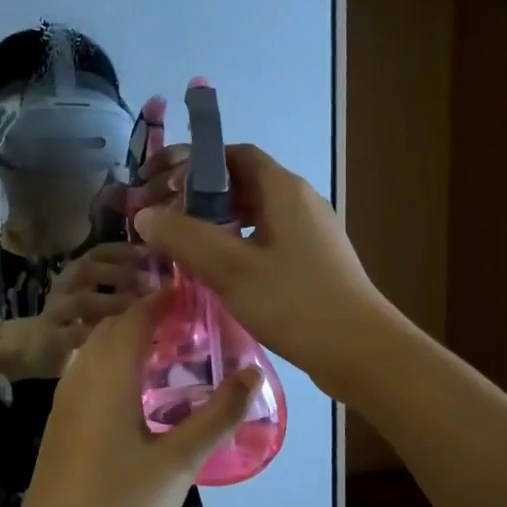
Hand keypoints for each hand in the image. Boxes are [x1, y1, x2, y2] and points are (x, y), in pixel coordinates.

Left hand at [11, 294, 257, 506]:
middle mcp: (82, 378)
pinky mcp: (61, 425)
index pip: (136, 317)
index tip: (199, 294)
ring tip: (170, 352)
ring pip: (96, 351)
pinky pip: (88, 374)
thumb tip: (253, 373)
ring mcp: (65, 402)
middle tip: (193, 325)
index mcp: (109, 376)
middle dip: (149, 317)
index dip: (165, 299)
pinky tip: (138, 393)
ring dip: (129, 340)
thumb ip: (217, 416)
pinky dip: (114, 365)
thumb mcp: (178, 463)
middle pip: (113, 328)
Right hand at [14, 244, 149, 379]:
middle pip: (88, 268)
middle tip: (149, 282)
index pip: (100, 252)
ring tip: (136, 308)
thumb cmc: (71, 323)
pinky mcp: (51, 338)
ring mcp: (56, 312)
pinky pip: (74, 334)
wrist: (26, 349)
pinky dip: (96, 334)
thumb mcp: (96, 302)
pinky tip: (117, 338)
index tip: (151, 253)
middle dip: (120, 272)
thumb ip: (123, 291)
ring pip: (82, 301)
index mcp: (77, 274)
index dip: (125, 250)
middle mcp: (65, 287)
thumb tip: (164, 286)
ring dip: (112, 302)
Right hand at [134, 144, 393, 395]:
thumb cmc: (296, 303)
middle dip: (200, 195)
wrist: (361, 351)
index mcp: (284, 190)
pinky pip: (266, 241)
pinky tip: (216, 274)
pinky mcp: (312, 263)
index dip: (195, 162)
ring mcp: (310, 234)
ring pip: (254, 215)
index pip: (234, 155)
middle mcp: (300, 202)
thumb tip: (144, 215)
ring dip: (217, 223)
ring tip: (181, 245)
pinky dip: (236, 246)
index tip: (160, 183)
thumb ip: (185, 238)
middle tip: (163, 217)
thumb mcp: (232, 269)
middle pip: (243, 183)